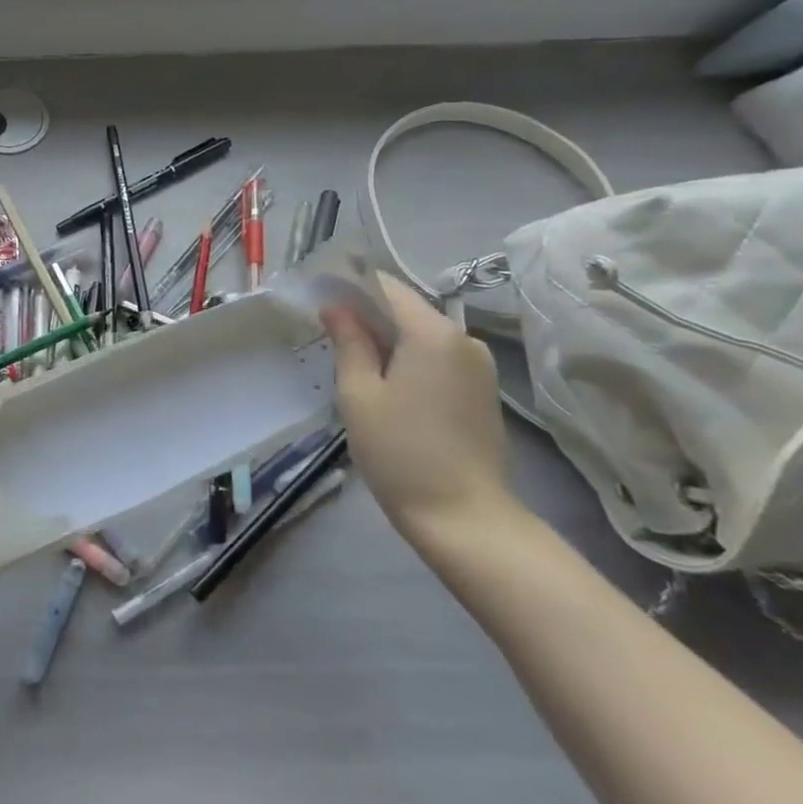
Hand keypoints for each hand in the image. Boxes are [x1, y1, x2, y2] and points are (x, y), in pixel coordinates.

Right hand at [322, 274, 519, 541]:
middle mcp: (463, 338)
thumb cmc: (400, 452)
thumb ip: (349, 342)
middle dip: (367, 314)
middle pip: (406, 309)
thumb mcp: (359, 394)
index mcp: (432, 333)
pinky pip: (438, 357)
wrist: (464, 516)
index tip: (319, 300)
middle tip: (329, 335)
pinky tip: (387, 385)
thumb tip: (336, 307)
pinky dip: (409, 358)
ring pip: (422, 334)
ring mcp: (479, 365)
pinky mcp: (482, 389)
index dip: (350, 287)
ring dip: (388, 339)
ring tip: (354, 363)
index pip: (387, 287)